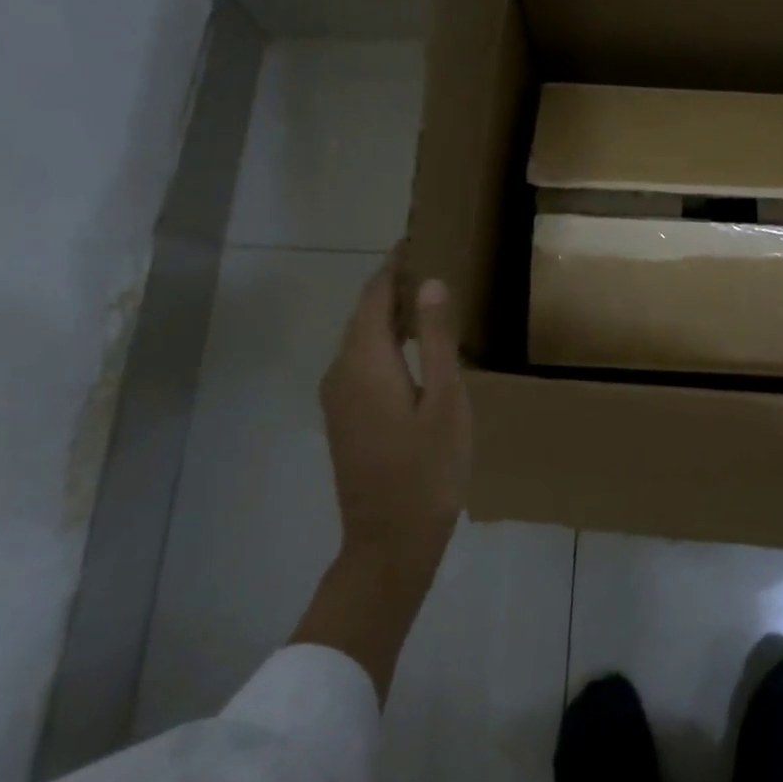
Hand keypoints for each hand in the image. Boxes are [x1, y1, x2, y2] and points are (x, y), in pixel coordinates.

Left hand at [319, 251, 471, 580]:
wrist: (389, 542)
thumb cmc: (428, 469)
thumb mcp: (446, 400)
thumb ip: (436, 339)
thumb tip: (430, 283)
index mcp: (365, 362)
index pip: (374, 296)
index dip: (394, 265)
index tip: (418, 239)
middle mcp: (341, 372)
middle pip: (363, 314)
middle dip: (391, 286)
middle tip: (430, 264)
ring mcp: (337, 398)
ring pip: (360, 338)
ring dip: (387, 313)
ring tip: (426, 299)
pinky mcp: (343, 417)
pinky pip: (359, 360)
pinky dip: (382, 340)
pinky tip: (411, 348)